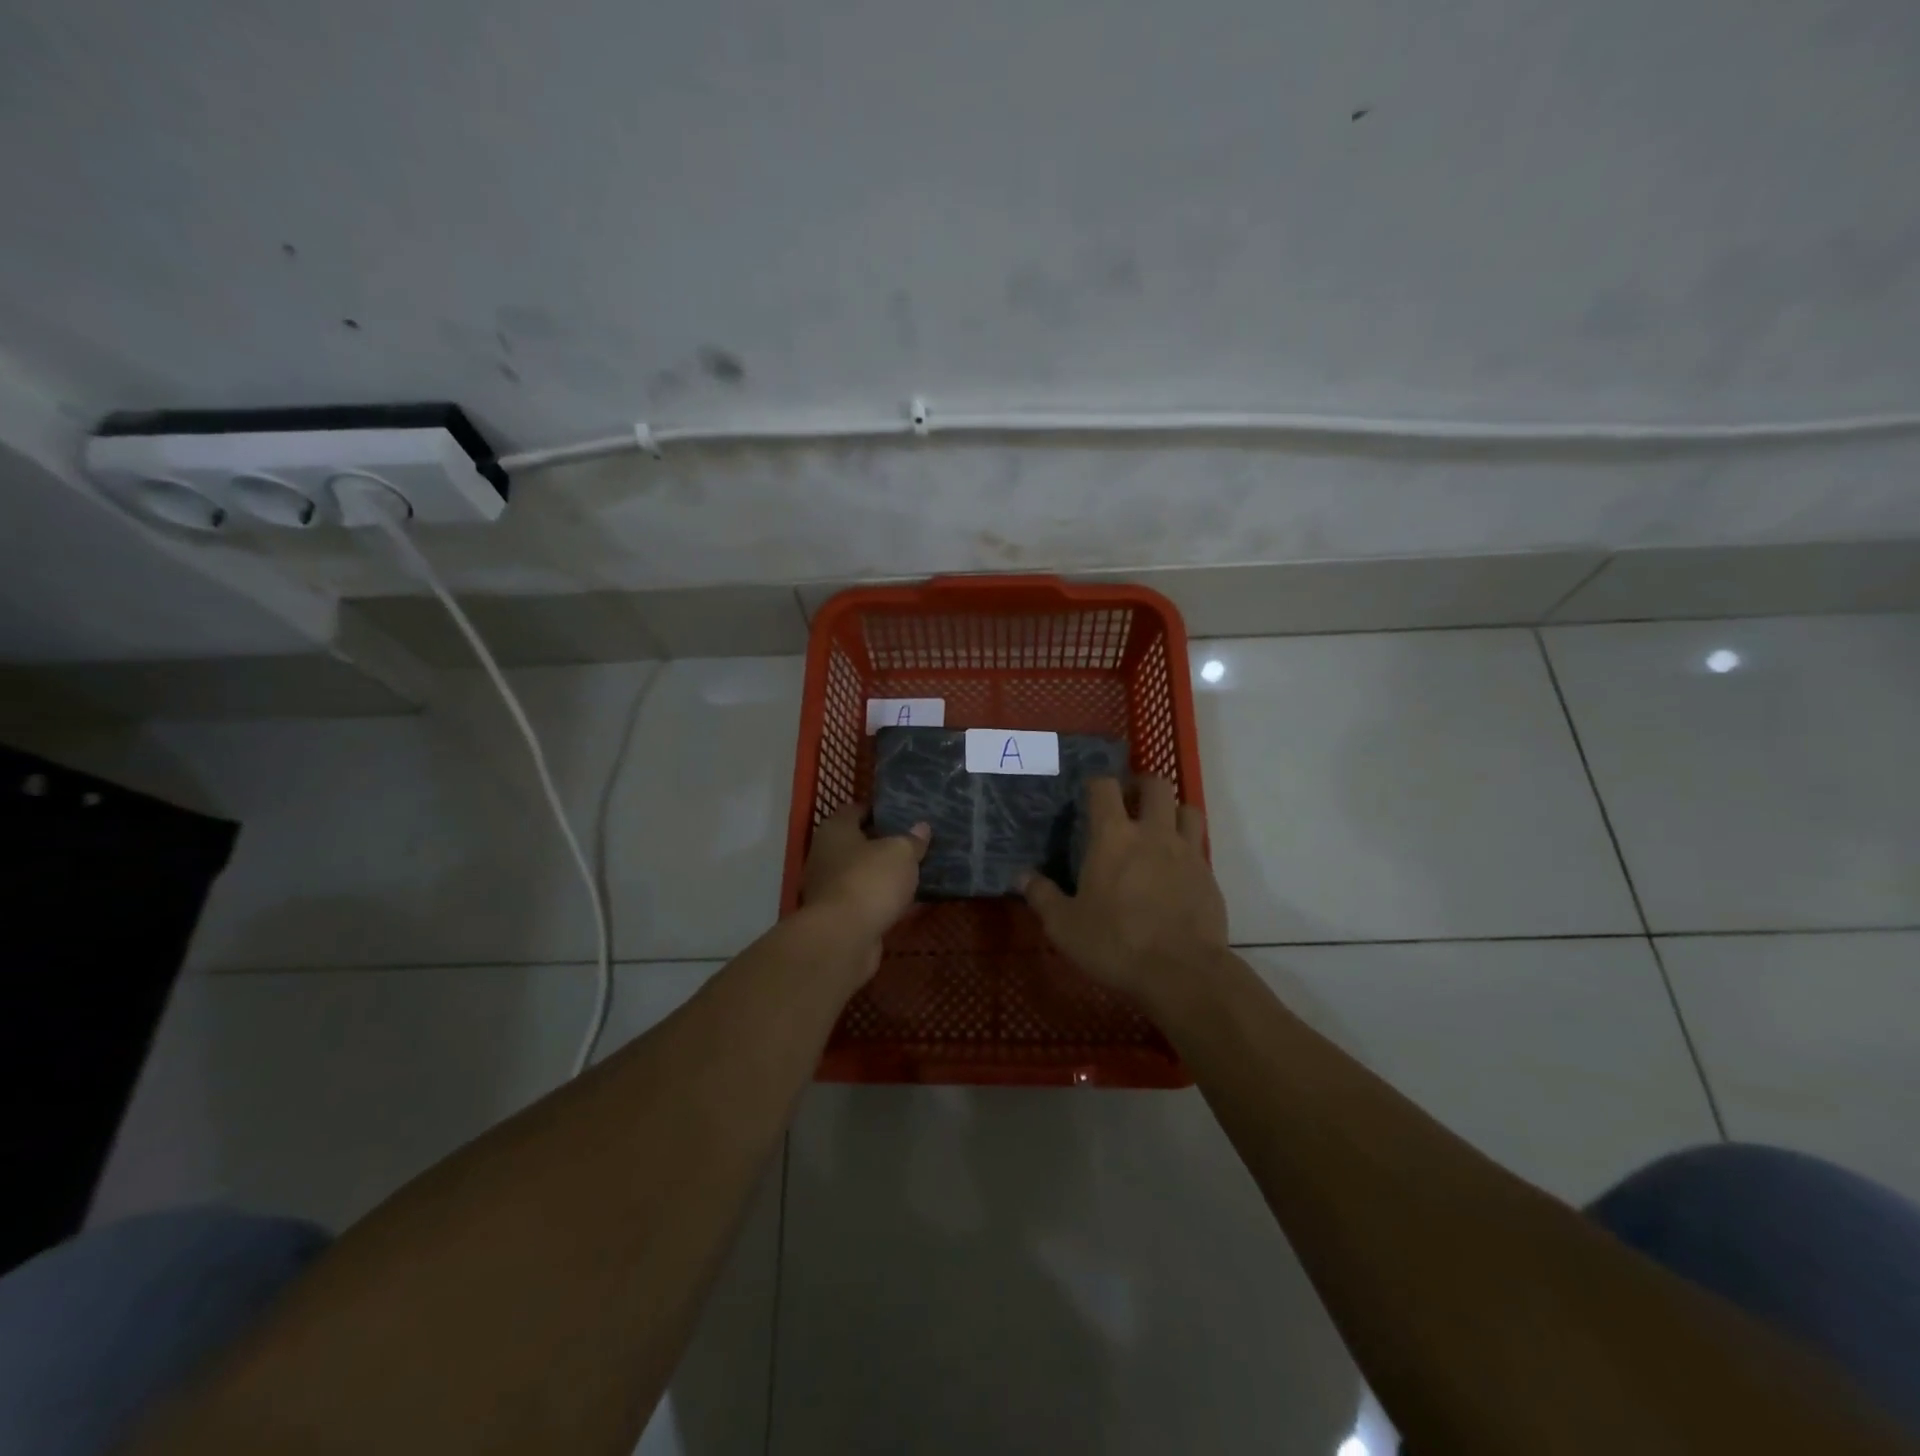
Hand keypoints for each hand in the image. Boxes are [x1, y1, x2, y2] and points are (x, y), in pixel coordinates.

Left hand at [801, 802, 929, 957]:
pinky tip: (910, 902)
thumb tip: (921, 827)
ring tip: (916, 871)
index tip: (902, 812)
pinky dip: (884, 900)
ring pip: (863, 874)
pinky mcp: (839, 917)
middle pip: (858, 843)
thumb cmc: (869, 880)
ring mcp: (829, 888)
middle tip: (915, 842)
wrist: (843, 938)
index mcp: (835, 830)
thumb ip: (912, 839)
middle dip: (884, 843)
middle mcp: (826, 855)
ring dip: (885, 875)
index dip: (878, 809)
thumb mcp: (901, 852)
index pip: (854, 809)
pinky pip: (867, 901)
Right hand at [1022, 776, 1227, 1004]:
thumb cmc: (1116, 944)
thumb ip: (1042, 896)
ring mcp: (1186, 852)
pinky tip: (1175, 870)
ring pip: (1187, 809)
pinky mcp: (1209, 876)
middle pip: (1156, 785)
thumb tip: (1021, 876)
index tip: (1090, 794)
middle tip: (1130, 802)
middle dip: (1142, 786)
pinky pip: (1199, 846)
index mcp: (1113, 837)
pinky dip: (1188, 847)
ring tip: (1159, 828)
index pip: (1104, 788)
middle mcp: (1153, 833)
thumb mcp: (1065, 925)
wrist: (1182, 972)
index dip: (1096, 784)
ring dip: (1172, 811)